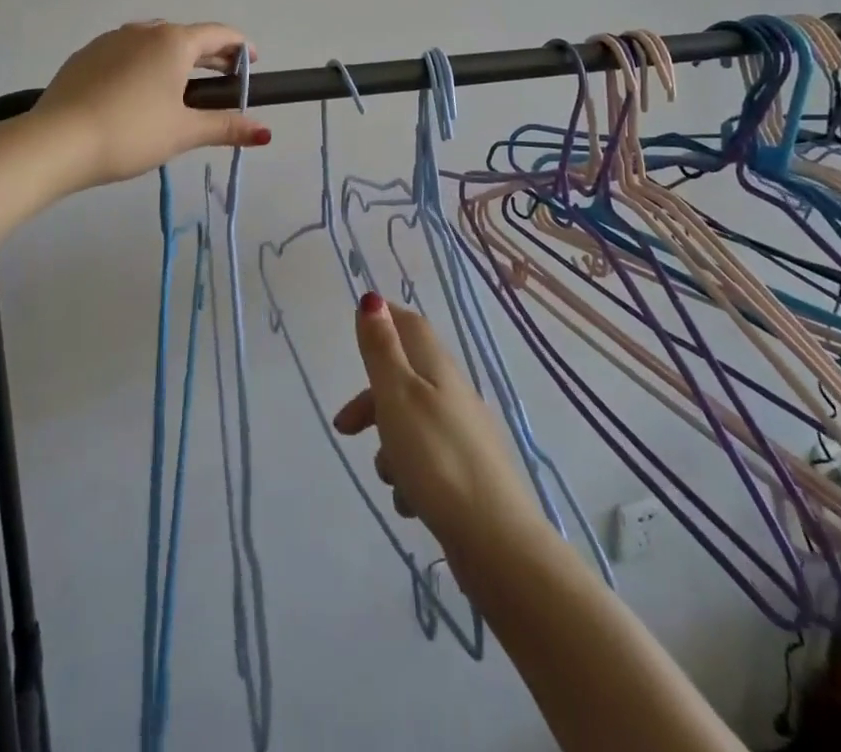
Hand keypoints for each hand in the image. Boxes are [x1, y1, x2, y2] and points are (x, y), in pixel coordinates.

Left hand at [30, 21, 270, 189]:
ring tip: (182, 85)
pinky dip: (144, 64)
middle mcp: (143, 31)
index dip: (241, 47)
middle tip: (225, 77)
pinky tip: (139, 91)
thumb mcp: (183, 132)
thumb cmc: (131, 132)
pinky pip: (127, 52)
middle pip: (187, 36)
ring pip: (154, 42)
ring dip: (176, 58)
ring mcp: (111, 40)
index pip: (219, 34)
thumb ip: (225, 127)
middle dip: (210, 55)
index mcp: (173, 42)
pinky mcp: (86, 55)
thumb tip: (265, 132)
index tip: (253, 63)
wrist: (57, 141)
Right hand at [332, 294, 545, 571]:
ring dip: (390, 447)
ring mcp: (463, 435)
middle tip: (345, 429)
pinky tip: (411, 503)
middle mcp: (453, 394)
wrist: (495, 541)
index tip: (358, 325)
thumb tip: (372, 299)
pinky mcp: (466, 474)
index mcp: (438, 368)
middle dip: (372, 401)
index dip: (385, 319)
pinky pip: (427, 462)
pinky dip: (411, 477)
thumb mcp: (398, 396)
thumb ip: (382, 349)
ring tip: (390, 478)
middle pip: (405, 378)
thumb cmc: (436, 458)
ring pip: (412, 424)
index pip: (410, 325)